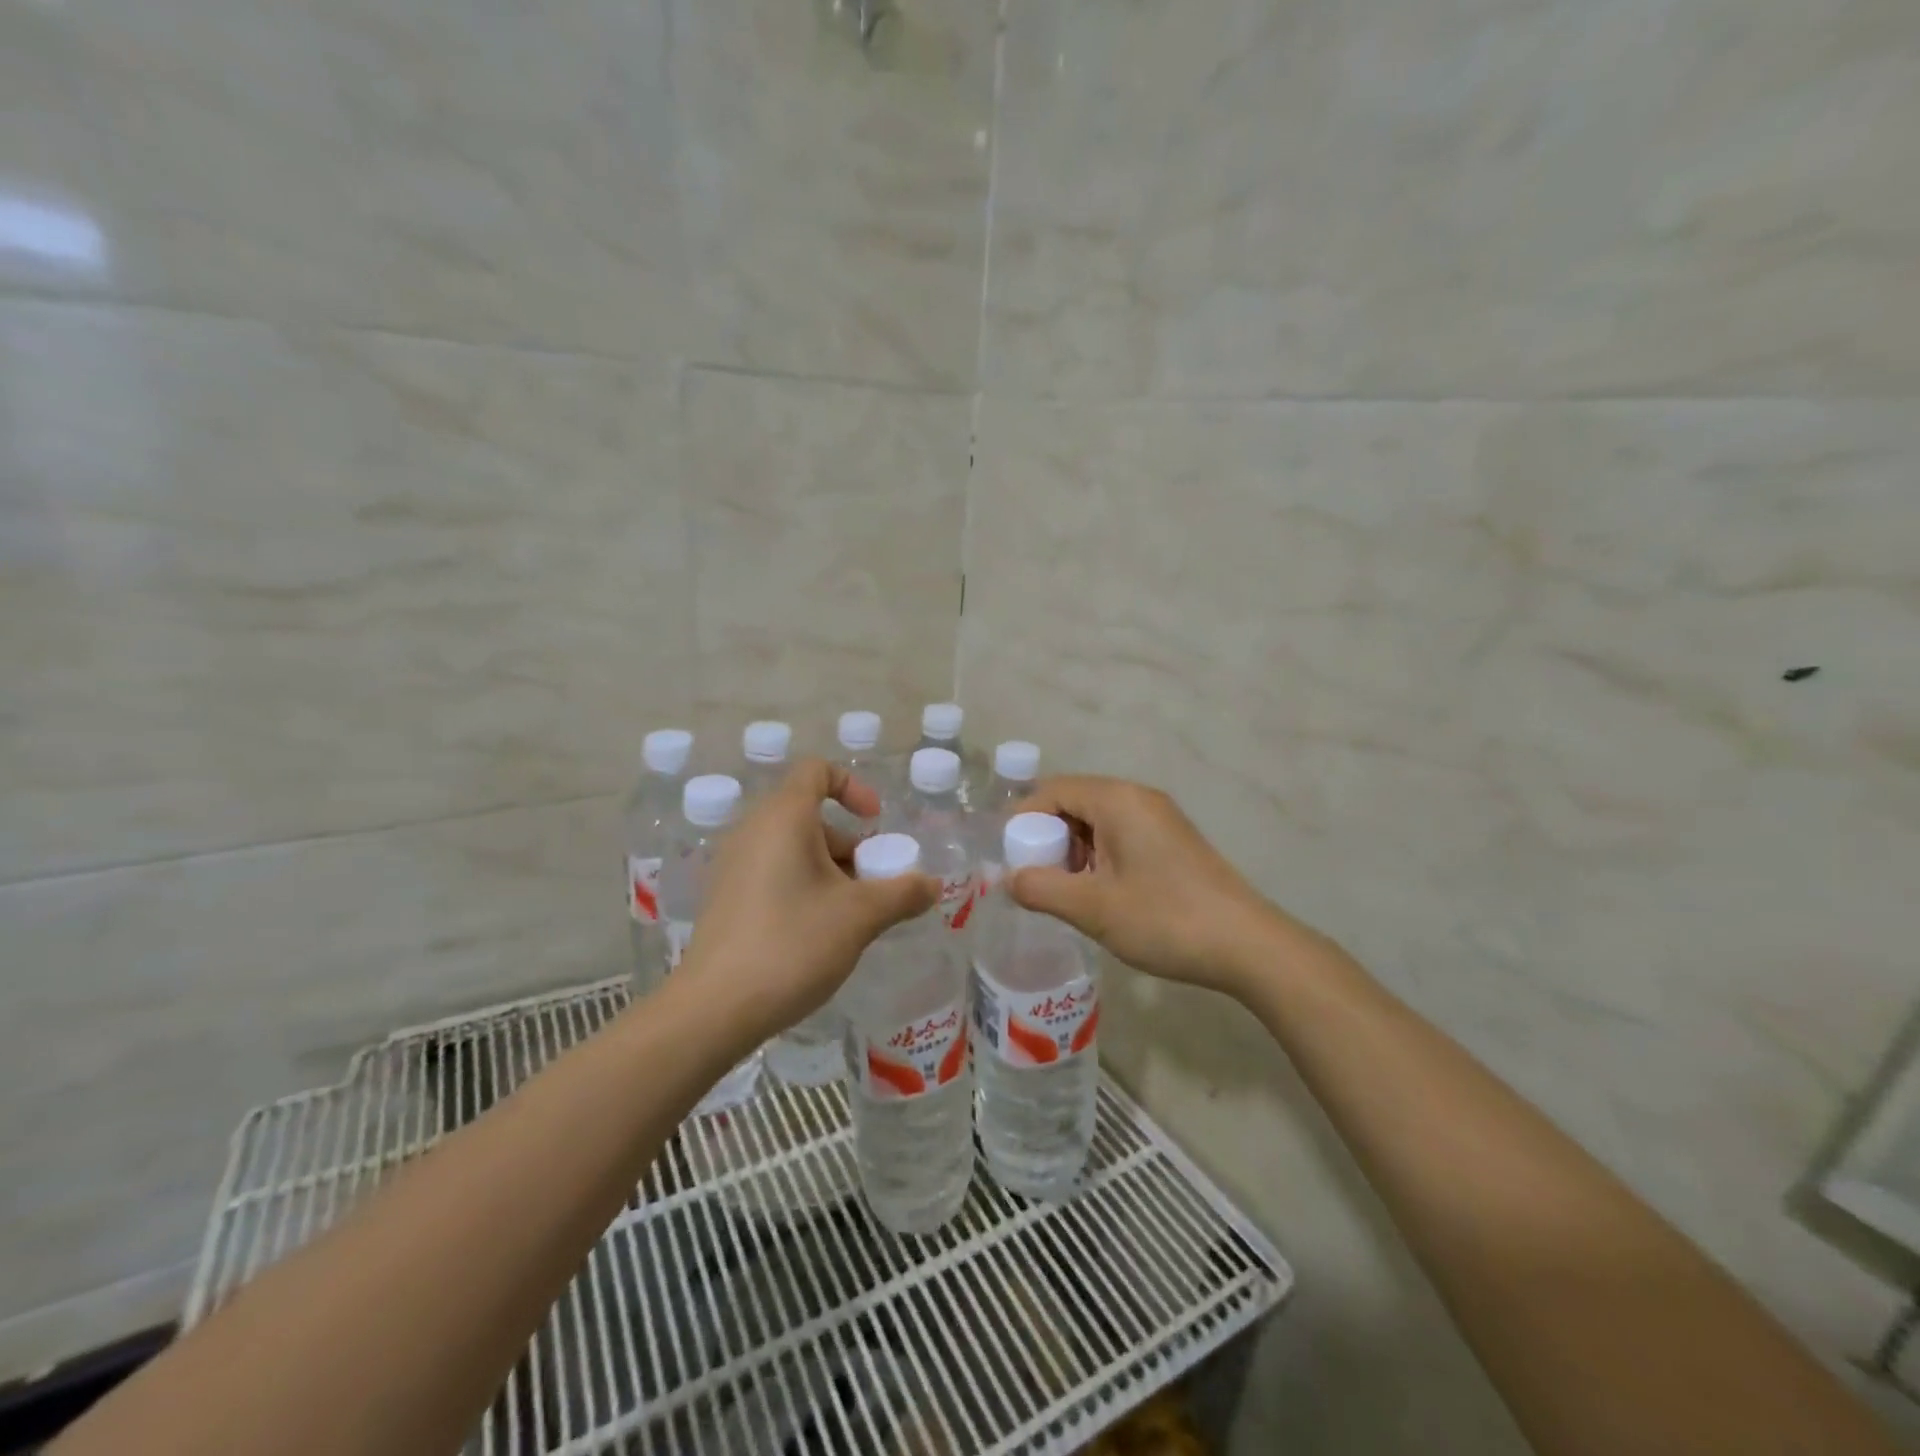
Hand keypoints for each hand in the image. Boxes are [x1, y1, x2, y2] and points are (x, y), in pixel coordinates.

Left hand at [672, 759, 937, 1046]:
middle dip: (849, 846)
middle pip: (809, 816)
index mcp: (783, 818)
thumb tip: (933, 885)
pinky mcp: (725, 898)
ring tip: (850, 918)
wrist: (714, 1009)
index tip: (875, 823)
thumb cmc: (793, 944)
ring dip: (830, 871)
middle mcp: (752, 831)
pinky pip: (772, 873)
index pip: (817, 771)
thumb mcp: (860, 916)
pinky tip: (817, 935)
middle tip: (871, 887)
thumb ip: (903, 893)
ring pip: (792, 849)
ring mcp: (733, 865)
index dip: (852, 786)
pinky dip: (802, 887)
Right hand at [1007, 775, 1285, 997]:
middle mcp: (1138, 798)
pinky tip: (1099, 894)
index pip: (1053, 790)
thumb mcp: (1093, 908)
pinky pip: (1120, 835)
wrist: (1248, 945)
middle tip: (1035, 878)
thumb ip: (1041, 889)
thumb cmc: (1164, 919)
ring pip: (1097, 821)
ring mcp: (1159, 819)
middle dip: (1047, 837)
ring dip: (1073, 850)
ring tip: (1065, 891)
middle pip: (1074, 802)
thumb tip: (1009, 879)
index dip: (1023, 819)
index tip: (1007, 857)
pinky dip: (1099, 857)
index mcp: (1117, 800)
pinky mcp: (1172, 841)